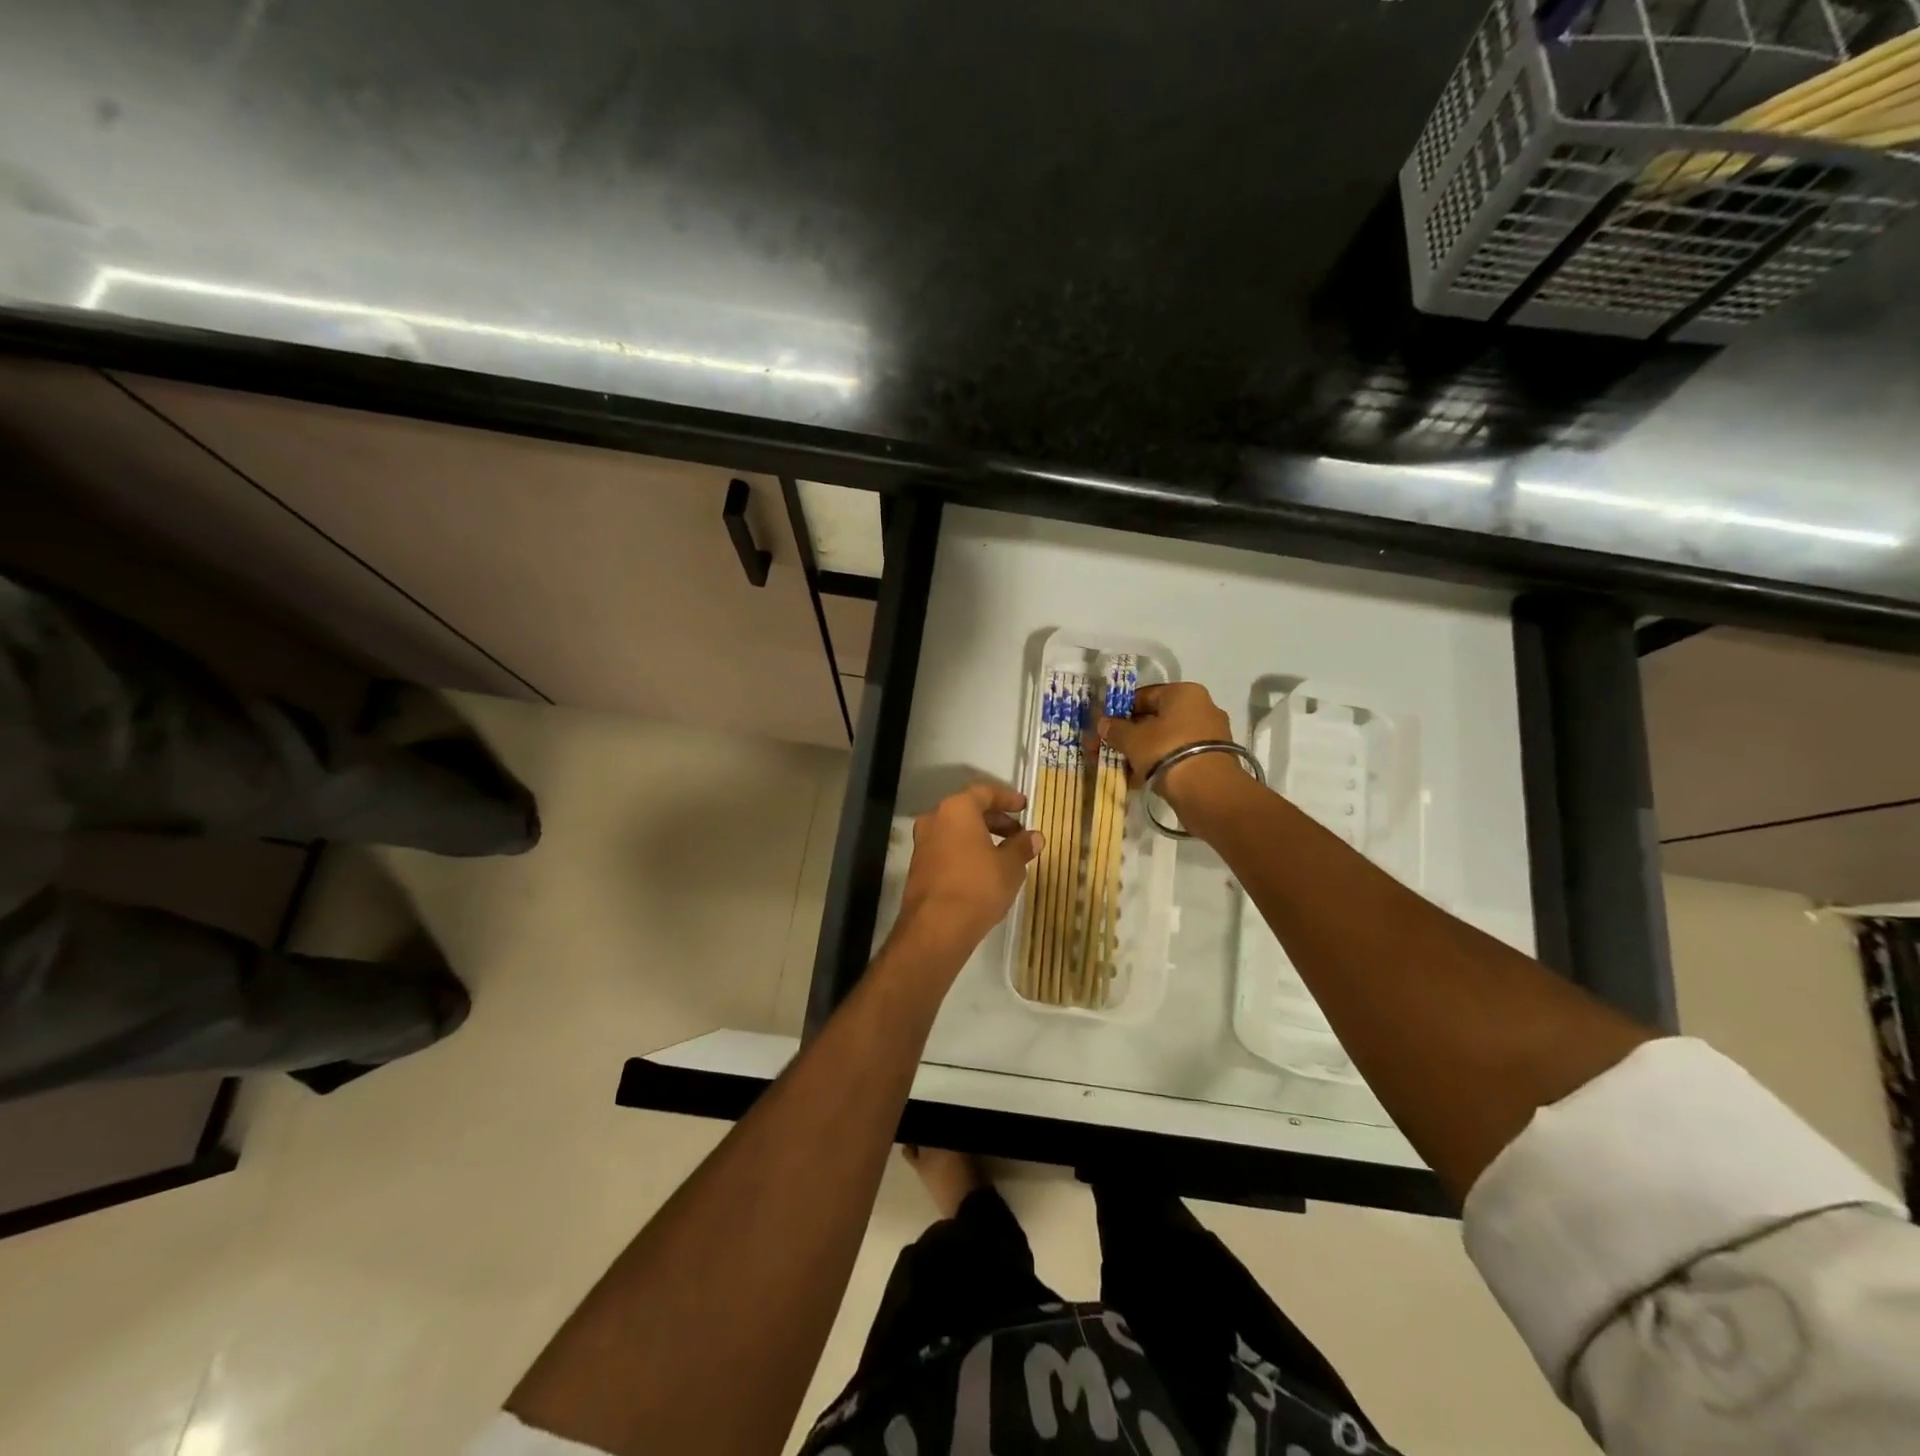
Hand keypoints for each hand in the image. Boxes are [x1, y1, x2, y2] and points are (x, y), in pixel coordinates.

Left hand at [892, 782, 1042, 968]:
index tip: (1024, 807)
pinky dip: (966, 852)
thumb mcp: (1010, 866)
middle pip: (968, 810)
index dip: (1007, 799)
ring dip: (981, 837)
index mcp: (957, 809)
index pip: (985, 792)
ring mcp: (922, 843)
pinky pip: (947, 849)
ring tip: (1005, 854)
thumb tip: (1034, 837)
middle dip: (995, 820)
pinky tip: (984, 870)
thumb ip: (1022, 847)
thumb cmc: (978, 886)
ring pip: (956, 831)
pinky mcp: (918, 866)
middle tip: (1018, 833)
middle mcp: (935, 819)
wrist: (936, 927)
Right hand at [1095, 682, 1246, 818]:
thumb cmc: (1166, 751)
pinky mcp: (1212, 760)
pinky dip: (1158, 765)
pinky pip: (1177, 757)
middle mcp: (1201, 708)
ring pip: (1165, 740)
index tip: (1104, 726)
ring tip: (1120, 768)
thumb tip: (1104, 724)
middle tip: (1107, 749)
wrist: (1207, 791)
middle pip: (1155, 719)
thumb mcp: (1132, 739)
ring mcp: (1209, 735)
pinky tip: (1138, 780)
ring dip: (1141, 753)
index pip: (1144, 695)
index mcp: (1184, 693)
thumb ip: (1115, 729)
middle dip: (1128, 735)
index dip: (1120, 711)